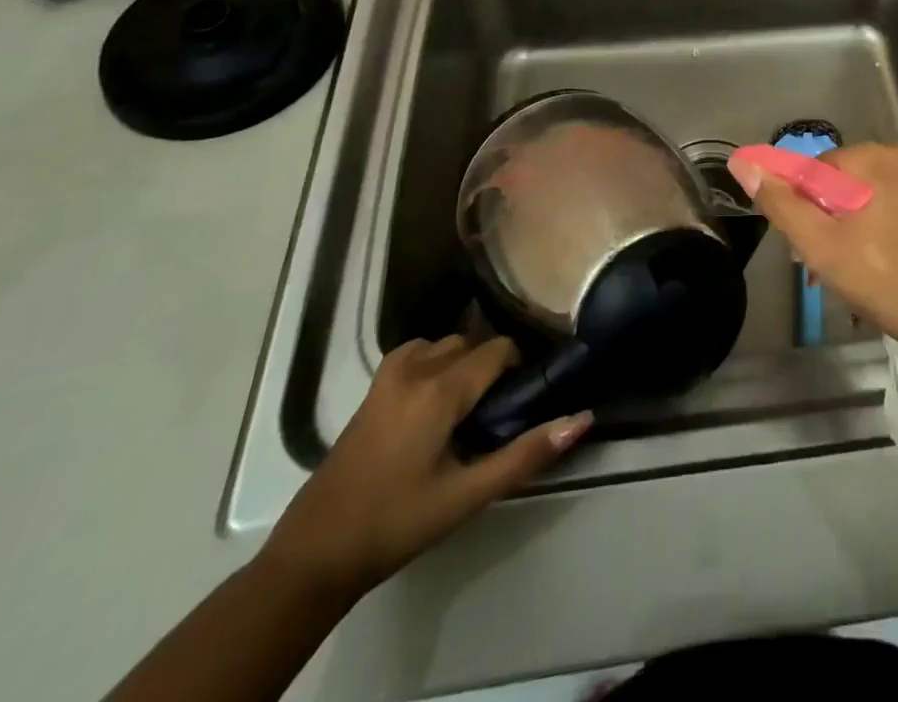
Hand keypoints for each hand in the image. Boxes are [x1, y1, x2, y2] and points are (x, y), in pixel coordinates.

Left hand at [262, 336, 590, 598]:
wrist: (316, 552)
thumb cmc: (398, 523)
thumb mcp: (468, 496)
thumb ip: (526, 454)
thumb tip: (581, 418)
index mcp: (440, 389)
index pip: (498, 349)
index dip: (518, 367)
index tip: (523, 399)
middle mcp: (415, 368)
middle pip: (472, 344)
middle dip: (491, 368)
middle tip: (497, 412)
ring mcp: (388, 375)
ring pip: (444, 345)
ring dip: (463, 364)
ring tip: (469, 409)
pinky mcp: (372, 388)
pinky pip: (418, 353)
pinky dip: (435, 363)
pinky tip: (434, 403)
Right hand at [728, 143, 897, 359]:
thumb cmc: (890, 279)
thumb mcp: (823, 245)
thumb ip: (781, 204)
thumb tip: (743, 162)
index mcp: (876, 157)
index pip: (811, 171)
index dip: (799, 211)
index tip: (801, 253)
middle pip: (836, 187)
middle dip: (821, 227)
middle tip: (820, 273)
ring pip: (861, 207)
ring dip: (844, 241)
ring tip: (846, 285)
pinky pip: (887, 219)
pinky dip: (872, 244)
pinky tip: (873, 282)